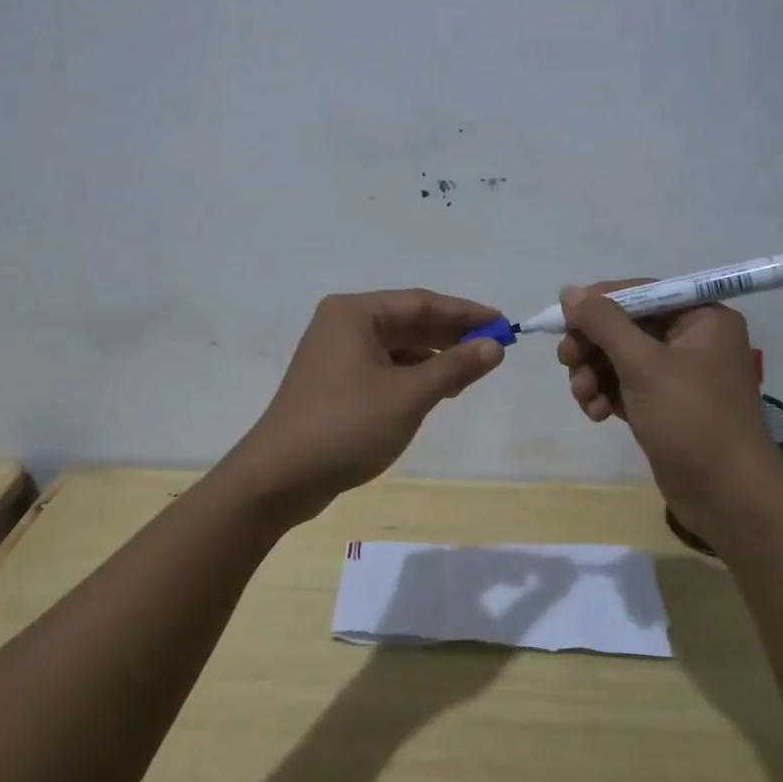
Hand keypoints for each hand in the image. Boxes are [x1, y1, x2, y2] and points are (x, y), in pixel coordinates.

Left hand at [228, 290, 506, 523]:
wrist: (279, 478)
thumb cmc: (345, 426)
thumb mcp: (408, 396)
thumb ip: (454, 367)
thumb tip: (494, 346)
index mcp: (355, 313)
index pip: (421, 303)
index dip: (466, 313)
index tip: (503, 325)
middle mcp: (343, 325)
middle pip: (409, 321)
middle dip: (452, 335)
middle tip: (494, 349)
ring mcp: (337, 354)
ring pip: (398, 346)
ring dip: (435, 357)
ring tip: (472, 373)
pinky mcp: (336, 383)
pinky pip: (385, 367)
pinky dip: (414, 375)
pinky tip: (439, 390)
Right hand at [556, 280, 782, 541]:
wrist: (727, 497)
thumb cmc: (691, 418)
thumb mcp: (643, 365)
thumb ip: (604, 323)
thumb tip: (569, 291)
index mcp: (702, 318)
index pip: (640, 293)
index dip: (599, 303)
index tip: (563, 319)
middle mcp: (692, 340)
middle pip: (625, 326)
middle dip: (593, 345)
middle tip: (568, 361)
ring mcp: (678, 375)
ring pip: (619, 358)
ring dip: (594, 373)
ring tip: (585, 397)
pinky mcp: (665, 405)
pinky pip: (625, 385)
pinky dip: (607, 394)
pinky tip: (598, 413)